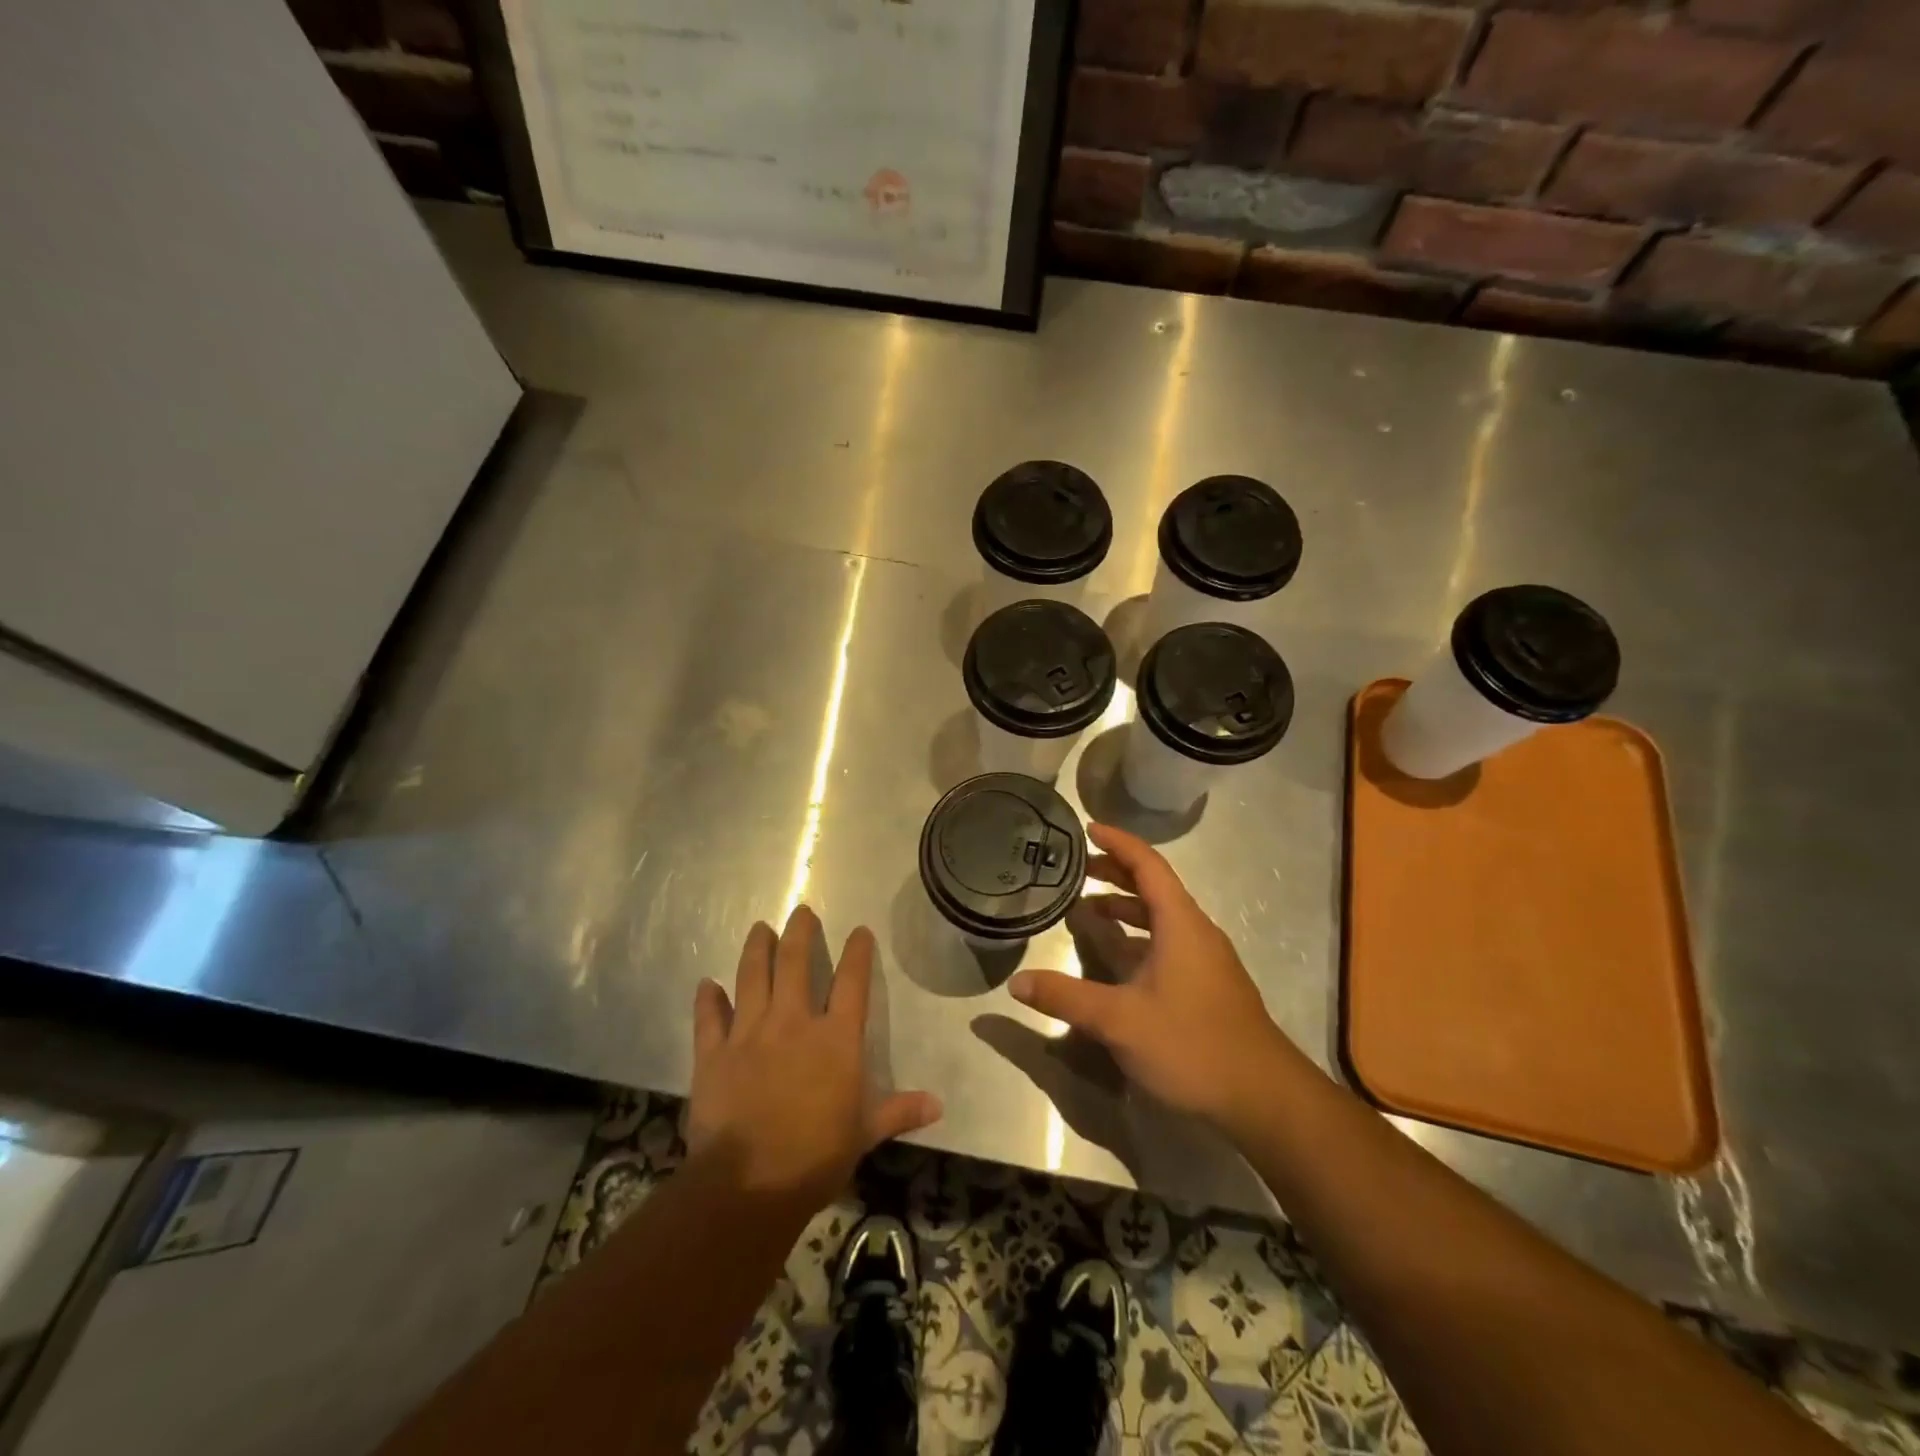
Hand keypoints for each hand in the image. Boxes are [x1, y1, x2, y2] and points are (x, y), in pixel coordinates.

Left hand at [686, 907, 940, 1208]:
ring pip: (751, 976)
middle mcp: (793, 1022)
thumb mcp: (864, 1134)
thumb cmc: (815, 1157)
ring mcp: (749, 1034)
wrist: (749, 1185)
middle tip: (801, 912)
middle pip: (795, 963)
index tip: (860, 931)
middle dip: (799, 932)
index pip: (852, 981)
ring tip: (759, 928)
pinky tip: (706, 985)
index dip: (858, 952)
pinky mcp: (713, 1054)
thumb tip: (939, 1106)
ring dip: (756, 949)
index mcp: (835, 1038)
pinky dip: (707, 1000)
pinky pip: (709, 1018)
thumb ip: (898, 1111)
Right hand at [1009, 824, 1295, 1128]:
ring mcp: (1205, 960)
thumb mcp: (1120, 1021)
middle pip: (1154, 887)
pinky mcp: (1207, 985)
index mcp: (1180, 923)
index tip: (1088, 828)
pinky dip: (1137, 937)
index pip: (1148, 865)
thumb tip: (1016, 982)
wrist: (1264, 1099)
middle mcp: (1195, 932)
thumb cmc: (1192, 1045)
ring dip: (1125, 908)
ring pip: (1161, 918)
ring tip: (1087, 910)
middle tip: (1077, 869)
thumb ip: (1066, 998)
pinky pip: (1167, 943)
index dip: (1118, 842)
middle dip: (1116, 873)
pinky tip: (1116, 960)